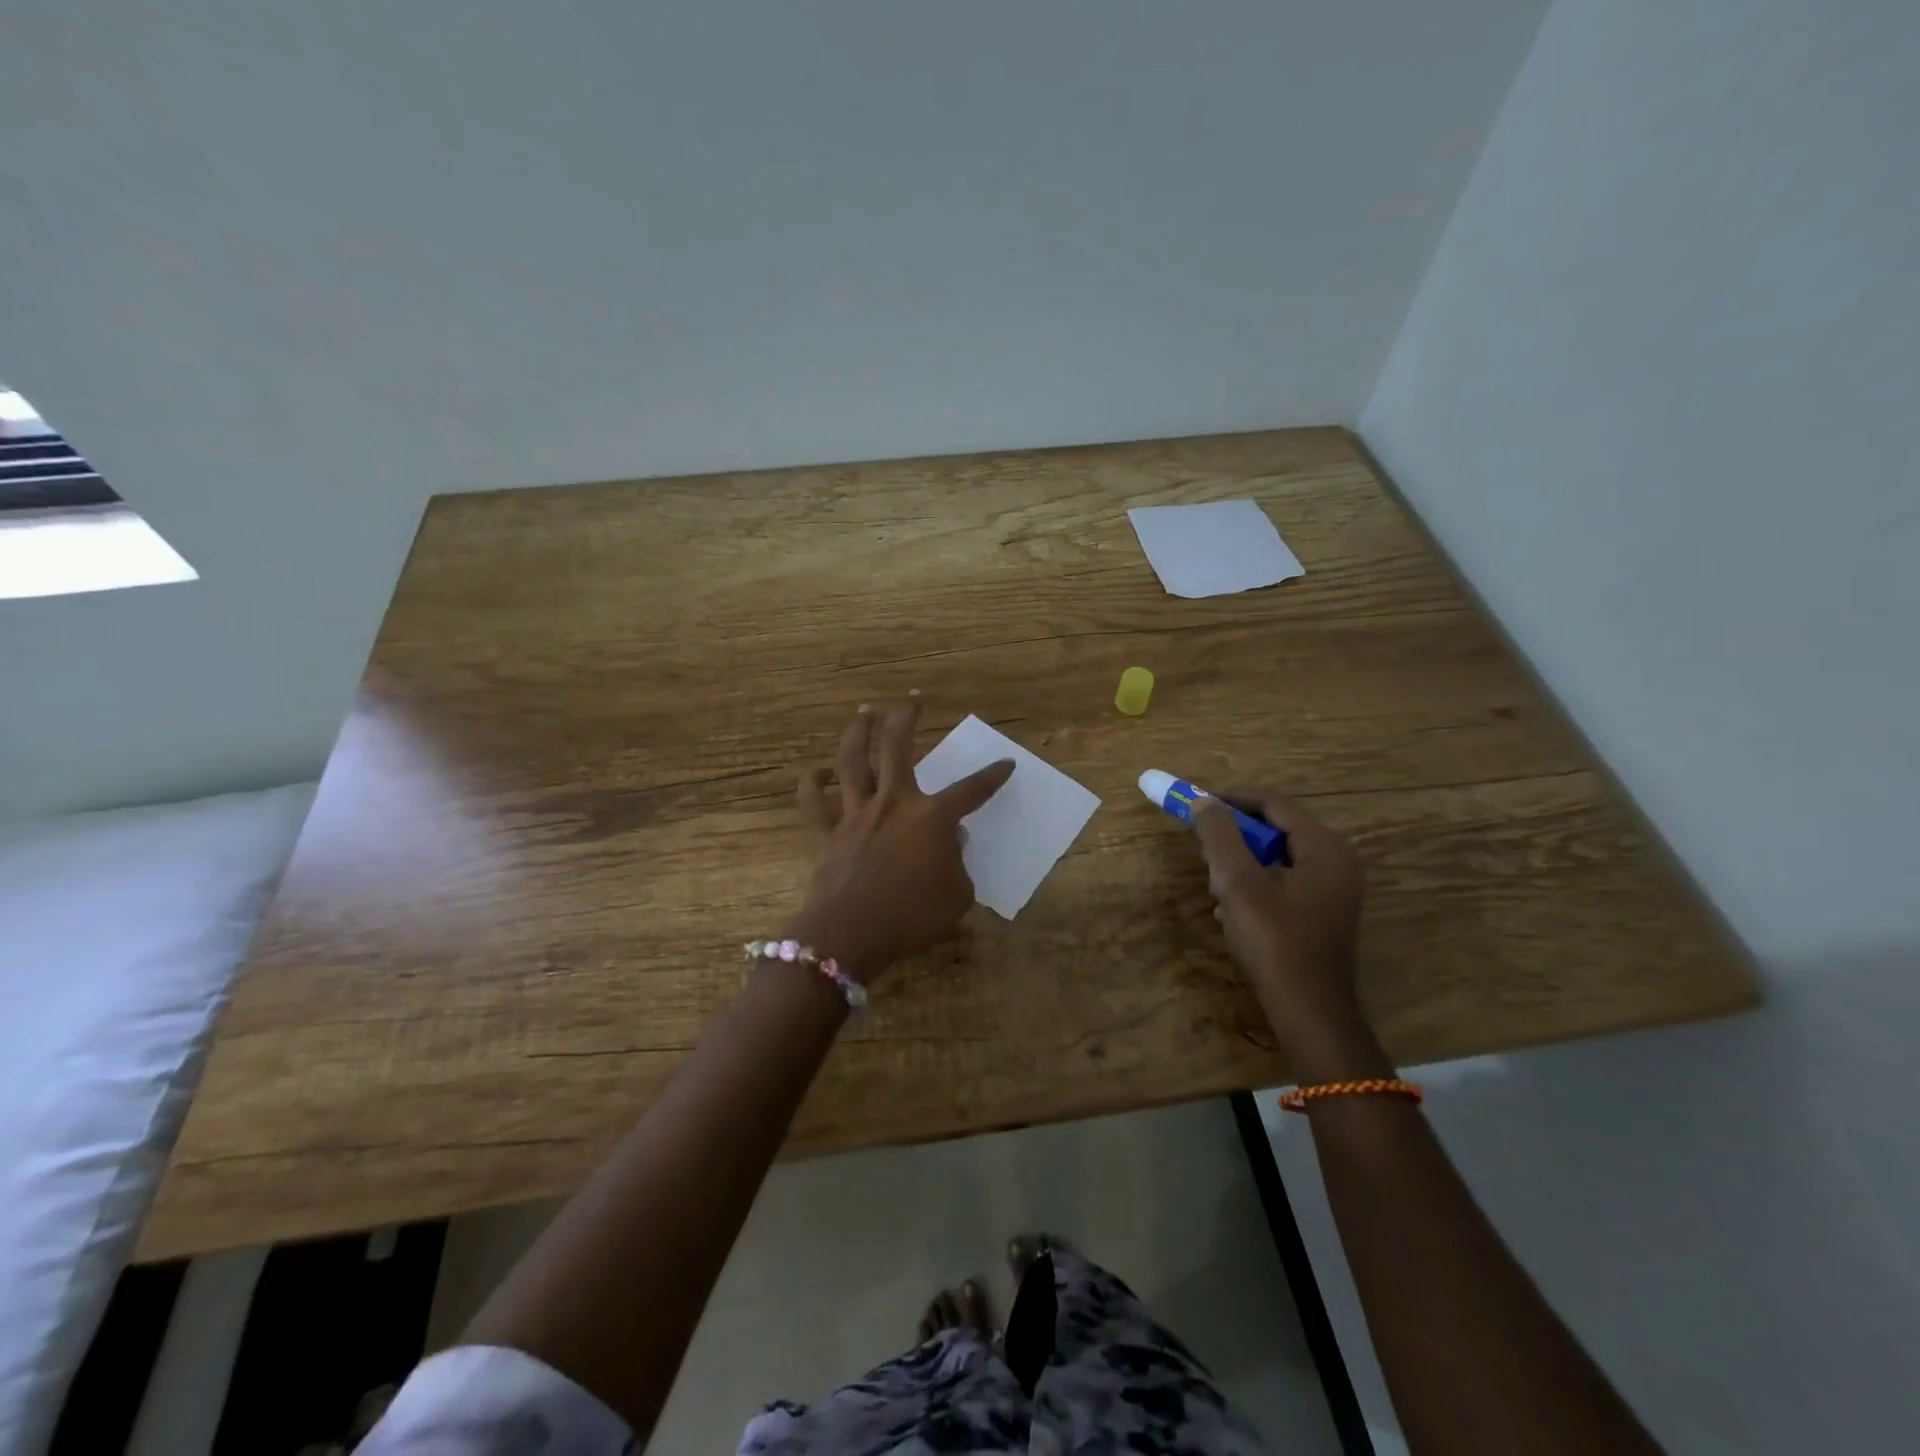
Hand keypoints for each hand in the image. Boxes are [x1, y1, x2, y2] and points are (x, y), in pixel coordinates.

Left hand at [788, 699, 1012, 980]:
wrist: (850, 935)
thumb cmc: (912, 918)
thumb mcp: (957, 897)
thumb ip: (959, 866)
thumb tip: (952, 844)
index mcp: (932, 817)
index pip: (972, 790)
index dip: (992, 776)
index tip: (1006, 763)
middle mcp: (894, 802)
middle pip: (898, 745)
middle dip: (907, 715)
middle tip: (913, 697)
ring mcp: (857, 813)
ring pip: (852, 759)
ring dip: (858, 731)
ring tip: (865, 712)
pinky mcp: (828, 832)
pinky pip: (814, 801)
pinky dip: (812, 784)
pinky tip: (818, 773)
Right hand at [1193, 789, 1365, 1033]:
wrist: (1309, 1012)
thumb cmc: (1275, 941)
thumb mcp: (1238, 883)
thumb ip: (1220, 836)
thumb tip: (1203, 801)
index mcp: (1325, 847)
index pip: (1273, 804)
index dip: (1231, 800)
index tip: (1196, 804)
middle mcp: (1338, 862)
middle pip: (1276, 830)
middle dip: (1235, 838)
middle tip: (1203, 851)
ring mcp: (1334, 890)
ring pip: (1277, 858)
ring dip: (1242, 865)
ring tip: (1216, 886)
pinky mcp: (1324, 914)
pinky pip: (1284, 883)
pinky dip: (1256, 886)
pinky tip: (1231, 911)